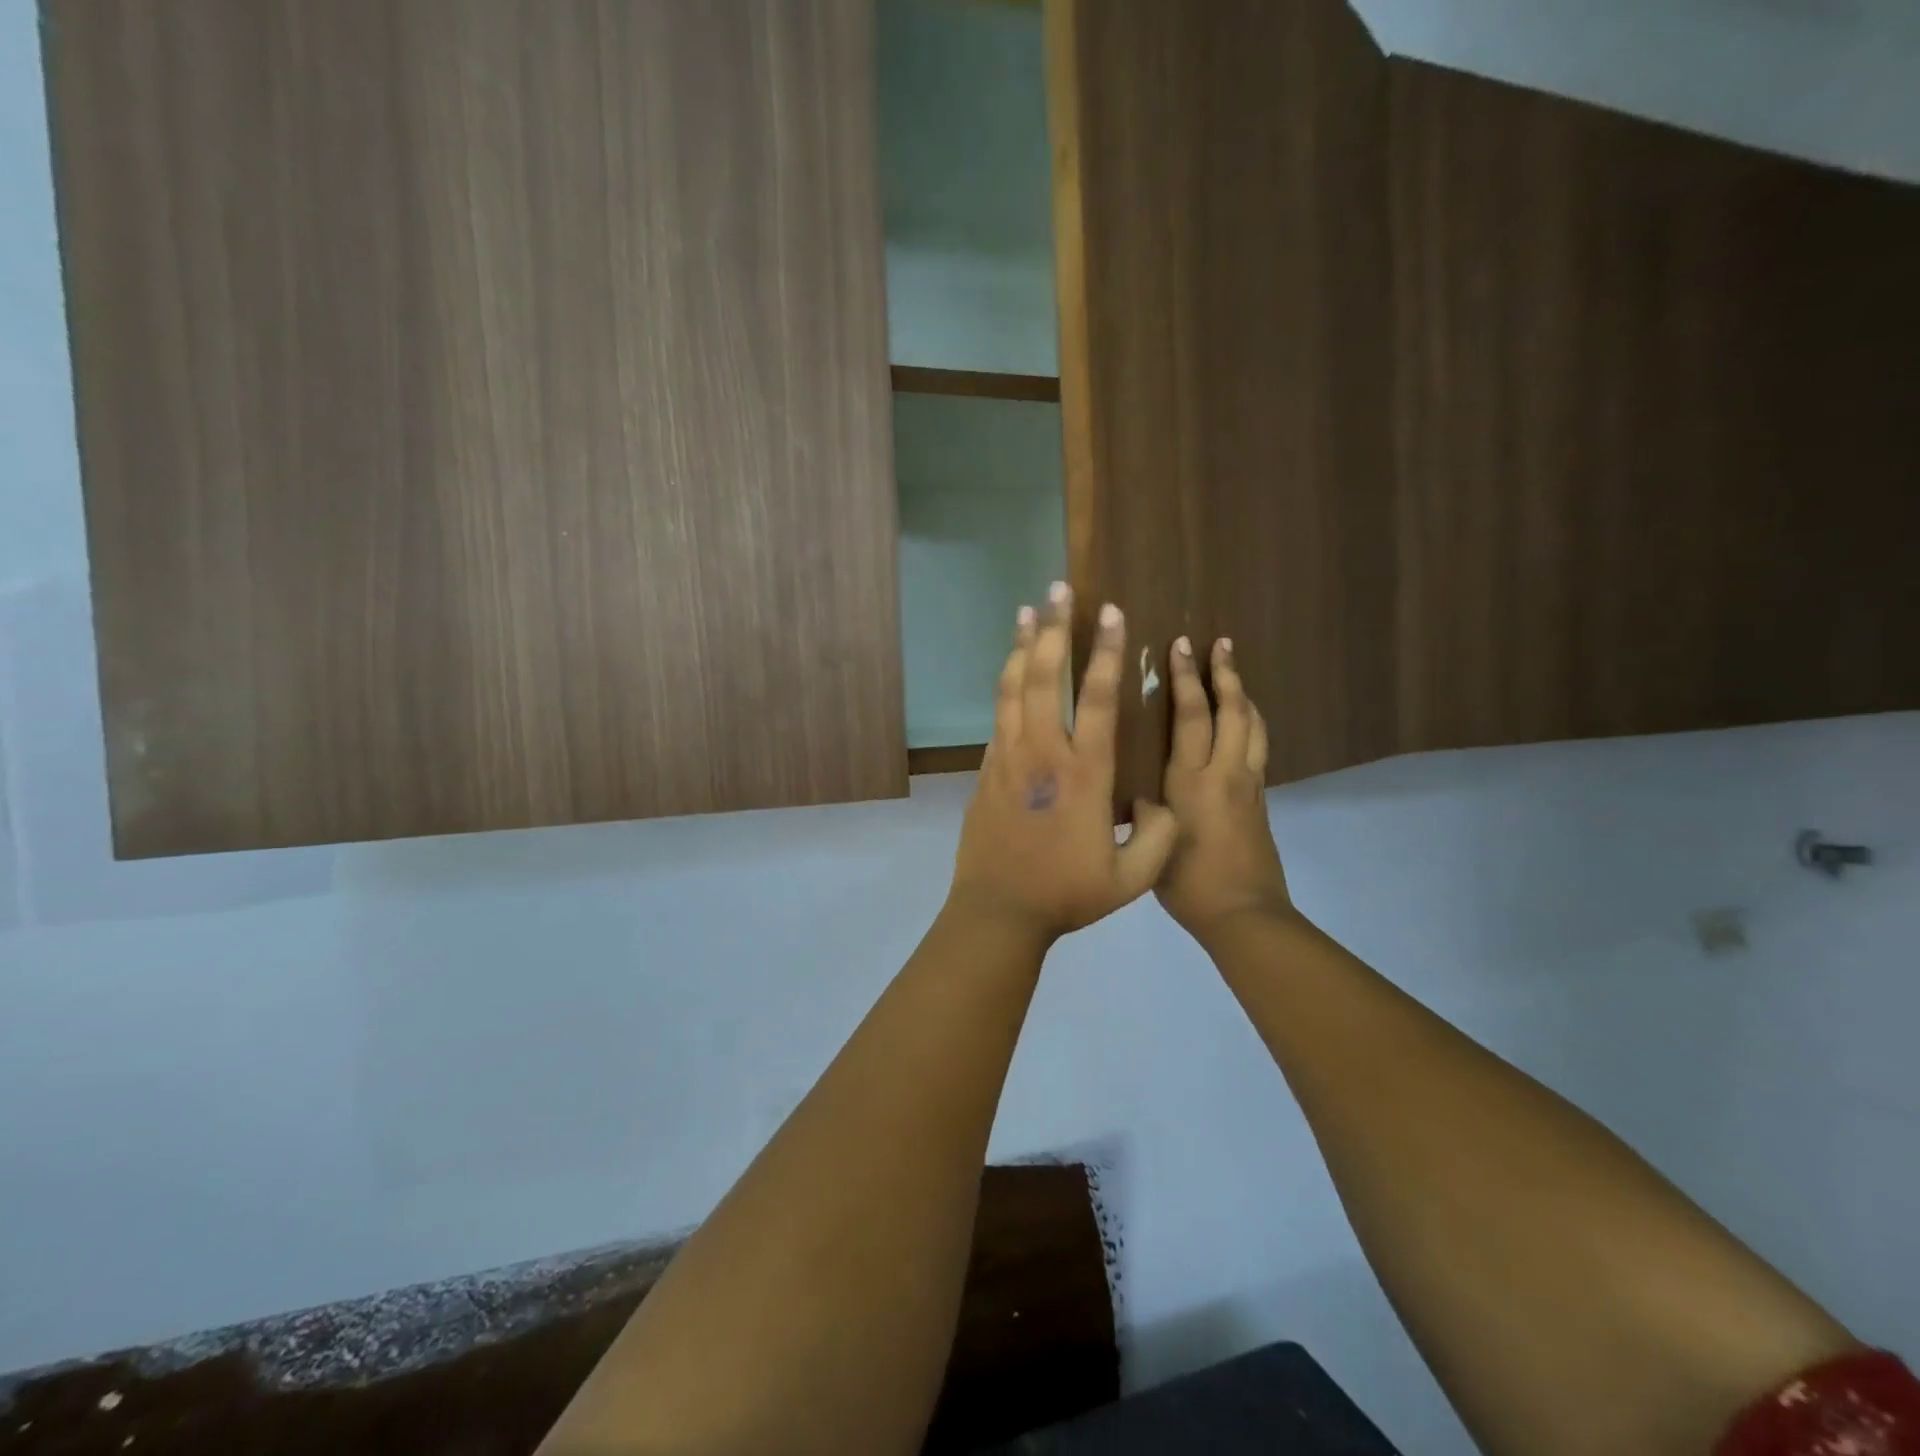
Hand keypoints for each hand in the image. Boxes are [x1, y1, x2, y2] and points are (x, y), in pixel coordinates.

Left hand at [948, 583, 1179, 946]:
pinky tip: (1010, 667)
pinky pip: (998, 715)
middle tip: (1057, 590)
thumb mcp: (1131, 878)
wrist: (998, 911)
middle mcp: (1042, 754)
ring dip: (1021, 646)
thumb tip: (1164, 804)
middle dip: (1052, 629)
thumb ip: (1159, 837)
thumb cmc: (1066, 894)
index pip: (1095, 699)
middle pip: (1043, 677)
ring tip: (1027, 609)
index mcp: (1084, 774)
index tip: (1110, 613)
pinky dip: (1005, 684)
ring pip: (1012, 689)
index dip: (1104, 652)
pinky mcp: (987, 770)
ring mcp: (1008, 759)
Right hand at [1155, 637, 1293, 944]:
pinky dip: (1251, 723)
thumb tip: (1133, 790)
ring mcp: (1248, 784)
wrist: (1243, 913)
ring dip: (1244, 694)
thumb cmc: (1187, 883)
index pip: (1190, 716)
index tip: (1180, 646)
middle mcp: (1224, 773)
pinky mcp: (1260, 799)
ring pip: (1253, 726)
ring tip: (1234, 671)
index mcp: (1191, 781)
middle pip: (1231, 711)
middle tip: (1219, 643)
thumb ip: (1142, 809)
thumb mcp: (1149, 843)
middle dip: (1224, 674)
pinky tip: (1243, 722)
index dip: (1185, 678)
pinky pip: (1259, 747)